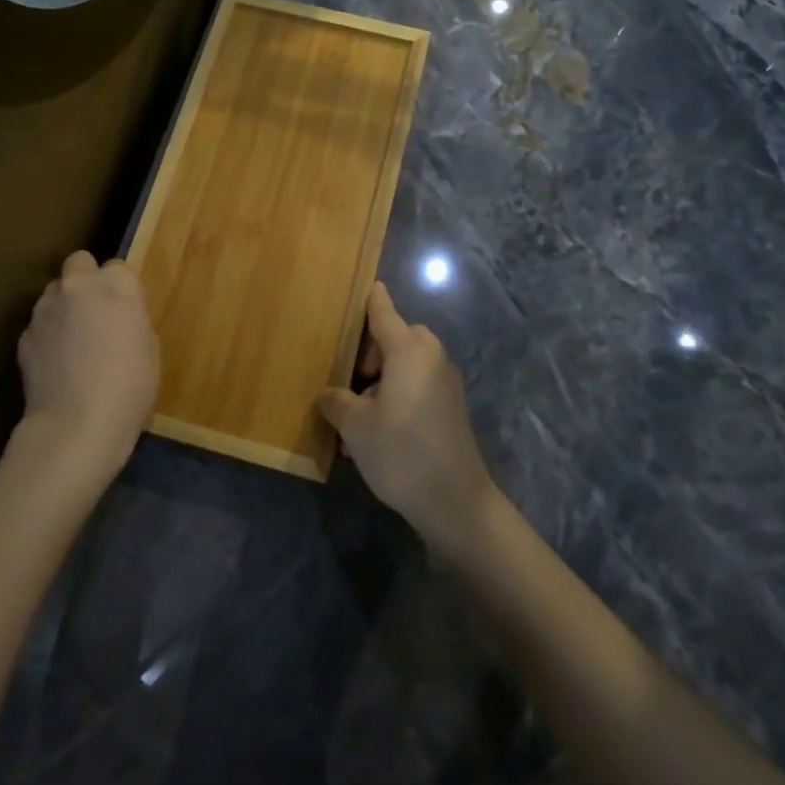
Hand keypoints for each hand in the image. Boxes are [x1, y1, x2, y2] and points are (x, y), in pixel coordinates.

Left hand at [15, 251, 158, 484]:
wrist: (77, 425)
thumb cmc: (130, 385)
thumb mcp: (149, 347)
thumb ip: (131, 319)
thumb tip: (117, 319)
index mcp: (116, 284)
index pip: (119, 267)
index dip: (122, 288)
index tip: (126, 310)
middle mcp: (78, 285)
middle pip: (80, 263)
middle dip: (86, 279)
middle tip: (97, 311)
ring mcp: (45, 308)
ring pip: (54, 291)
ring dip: (64, 305)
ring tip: (74, 340)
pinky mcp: (24, 336)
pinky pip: (40, 324)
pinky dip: (47, 335)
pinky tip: (57, 363)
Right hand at [318, 282, 498, 550]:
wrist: (455, 501)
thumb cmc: (400, 452)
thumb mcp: (355, 426)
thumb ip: (336, 401)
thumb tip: (329, 394)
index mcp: (408, 350)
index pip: (384, 311)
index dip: (372, 298)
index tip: (366, 283)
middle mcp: (431, 356)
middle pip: (395, 338)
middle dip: (369, 355)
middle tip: (349, 385)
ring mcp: (445, 382)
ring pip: (406, 365)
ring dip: (382, 380)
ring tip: (357, 418)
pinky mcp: (451, 407)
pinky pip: (418, 385)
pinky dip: (398, 394)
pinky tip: (378, 432)